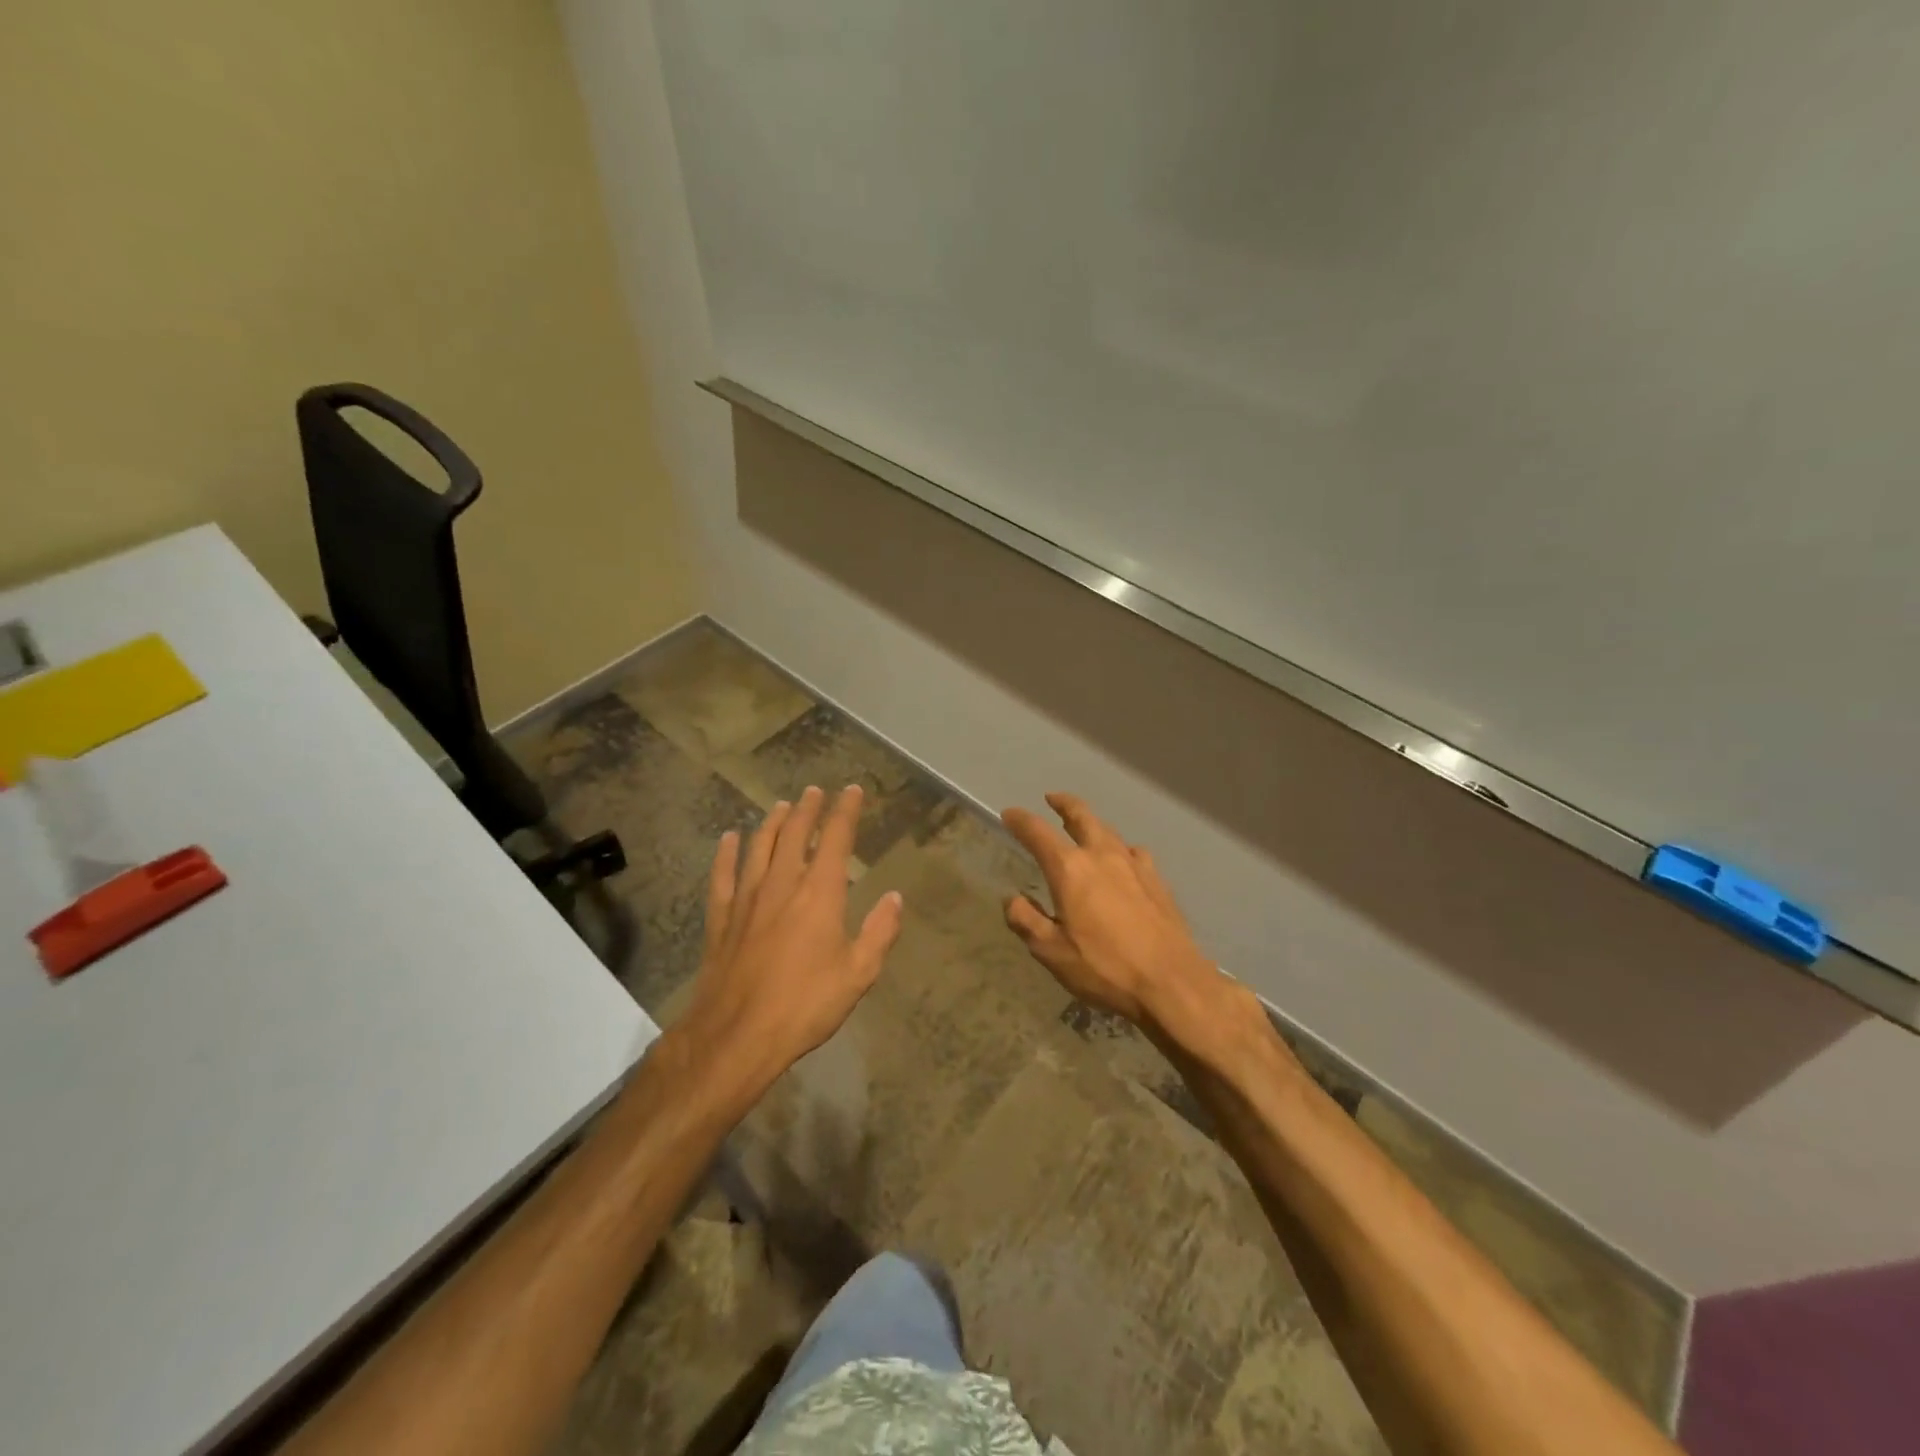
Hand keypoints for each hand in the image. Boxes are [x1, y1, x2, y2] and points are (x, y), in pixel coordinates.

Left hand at [683, 785, 904, 1081]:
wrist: (737, 1035)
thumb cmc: (805, 1005)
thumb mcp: (858, 974)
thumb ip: (879, 932)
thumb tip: (894, 897)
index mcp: (819, 894)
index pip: (835, 839)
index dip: (845, 811)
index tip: (852, 791)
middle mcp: (782, 884)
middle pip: (795, 833)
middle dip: (808, 808)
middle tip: (815, 791)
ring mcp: (747, 898)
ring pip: (760, 846)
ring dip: (773, 822)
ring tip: (782, 806)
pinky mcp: (721, 917)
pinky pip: (723, 875)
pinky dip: (726, 853)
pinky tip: (729, 838)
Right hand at [1000, 792, 1219, 1028]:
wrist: (1172, 983)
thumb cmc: (1105, 968)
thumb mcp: (1052, 952)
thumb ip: (1026, 921)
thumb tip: (1012, 899)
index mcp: (1070, 870)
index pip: (1038, 833)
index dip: (1020, 821)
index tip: (1010, 814)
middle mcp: (1102, 856)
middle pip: (1082, 816)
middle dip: (1064, 804)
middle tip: (1052, 798)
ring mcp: (1135, 865)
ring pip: (1109, 831)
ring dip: (1092, 823)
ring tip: (1084, 827)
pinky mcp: (1158, 881)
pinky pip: (1134, 852)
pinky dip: (1121, 849)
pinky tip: (1124, 860)